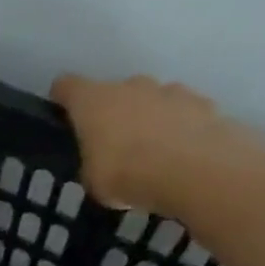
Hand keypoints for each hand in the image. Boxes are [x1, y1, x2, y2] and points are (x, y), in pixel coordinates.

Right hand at [50, 74, 264, 211]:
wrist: (195, 170)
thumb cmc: (126, 173)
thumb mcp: (91, 179)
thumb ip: (92, 161)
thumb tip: (101, 157)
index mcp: (94, 101)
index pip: (67, 86)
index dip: (62, 97)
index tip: (61, 112)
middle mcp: (130, 86)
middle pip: (114, 92)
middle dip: (111, 113)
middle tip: (110, 144)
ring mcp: (170, 90)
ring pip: (150, 100)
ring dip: (146, 118)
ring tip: (149, 153)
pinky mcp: (203, 103)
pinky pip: (181, 113)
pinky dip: (176, 128)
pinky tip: (178, 155)